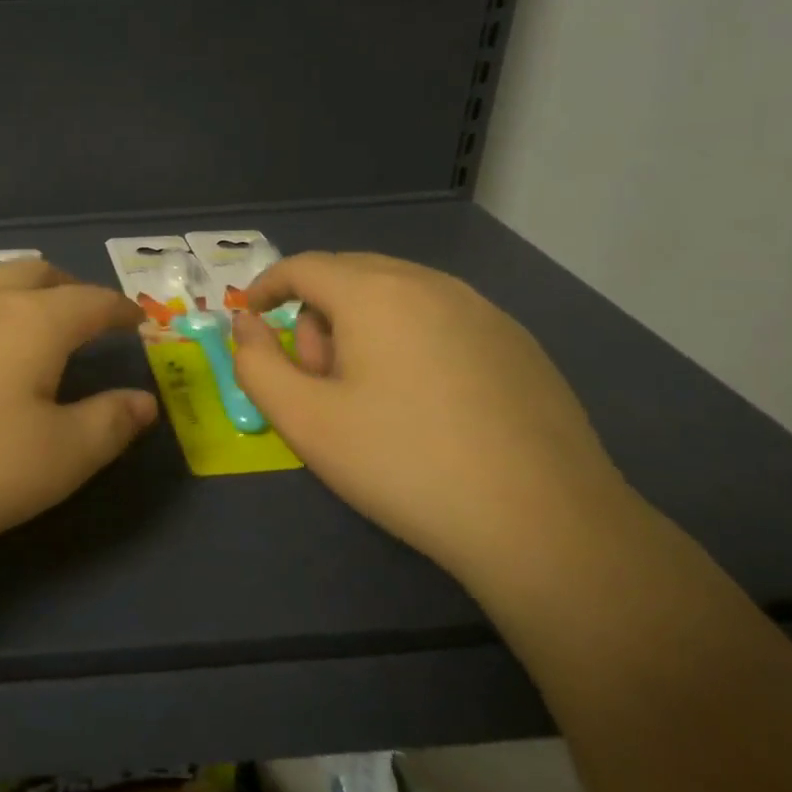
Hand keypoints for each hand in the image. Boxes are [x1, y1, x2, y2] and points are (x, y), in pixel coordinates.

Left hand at [0, 260, 158, 556]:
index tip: (136, 321)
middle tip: (84, 311)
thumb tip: (144, 400)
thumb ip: (107, 426)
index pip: (90, 301)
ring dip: (8, 285)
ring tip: (18, 308)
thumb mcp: (55, 460)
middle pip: (33, 273)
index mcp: (31, 322)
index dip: (118, 309)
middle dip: (67, 286)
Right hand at [230, 252, 631, 578]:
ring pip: (397, 296)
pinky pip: (440, 320)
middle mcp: (431, 284)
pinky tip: (424, 403)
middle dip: (316, 315)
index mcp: (376, 294)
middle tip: (315, 379)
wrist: (544, 525)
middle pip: (350, 276)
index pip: (303, 266)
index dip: (266, 285)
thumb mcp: (304, 420)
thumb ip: (256, 364)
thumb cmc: (403, 464)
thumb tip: (247, 325)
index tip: (250, 315)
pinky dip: (409, 341)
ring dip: (363, 328)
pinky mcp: (518, 344)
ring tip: (369, 395)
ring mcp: (484, 311)